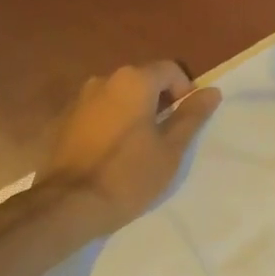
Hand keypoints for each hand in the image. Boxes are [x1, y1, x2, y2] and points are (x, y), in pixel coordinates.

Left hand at [41, 63, 221, 238]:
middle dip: (158, 101)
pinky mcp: (63, 120)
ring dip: (132, 112)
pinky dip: (109, 123)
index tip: (185, 121)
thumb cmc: (128, 176)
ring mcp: (79, 99)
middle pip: (142, 80)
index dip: (184, 91)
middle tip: (165, 137)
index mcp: (133, 81)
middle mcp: (104, 80)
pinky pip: (97, 112)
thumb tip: (212, 92)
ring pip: (118, 97)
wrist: (68, 205)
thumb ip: (191, 116)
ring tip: (137, 147)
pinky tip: (110, 154)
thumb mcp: (170, 149)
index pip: (170, 70)